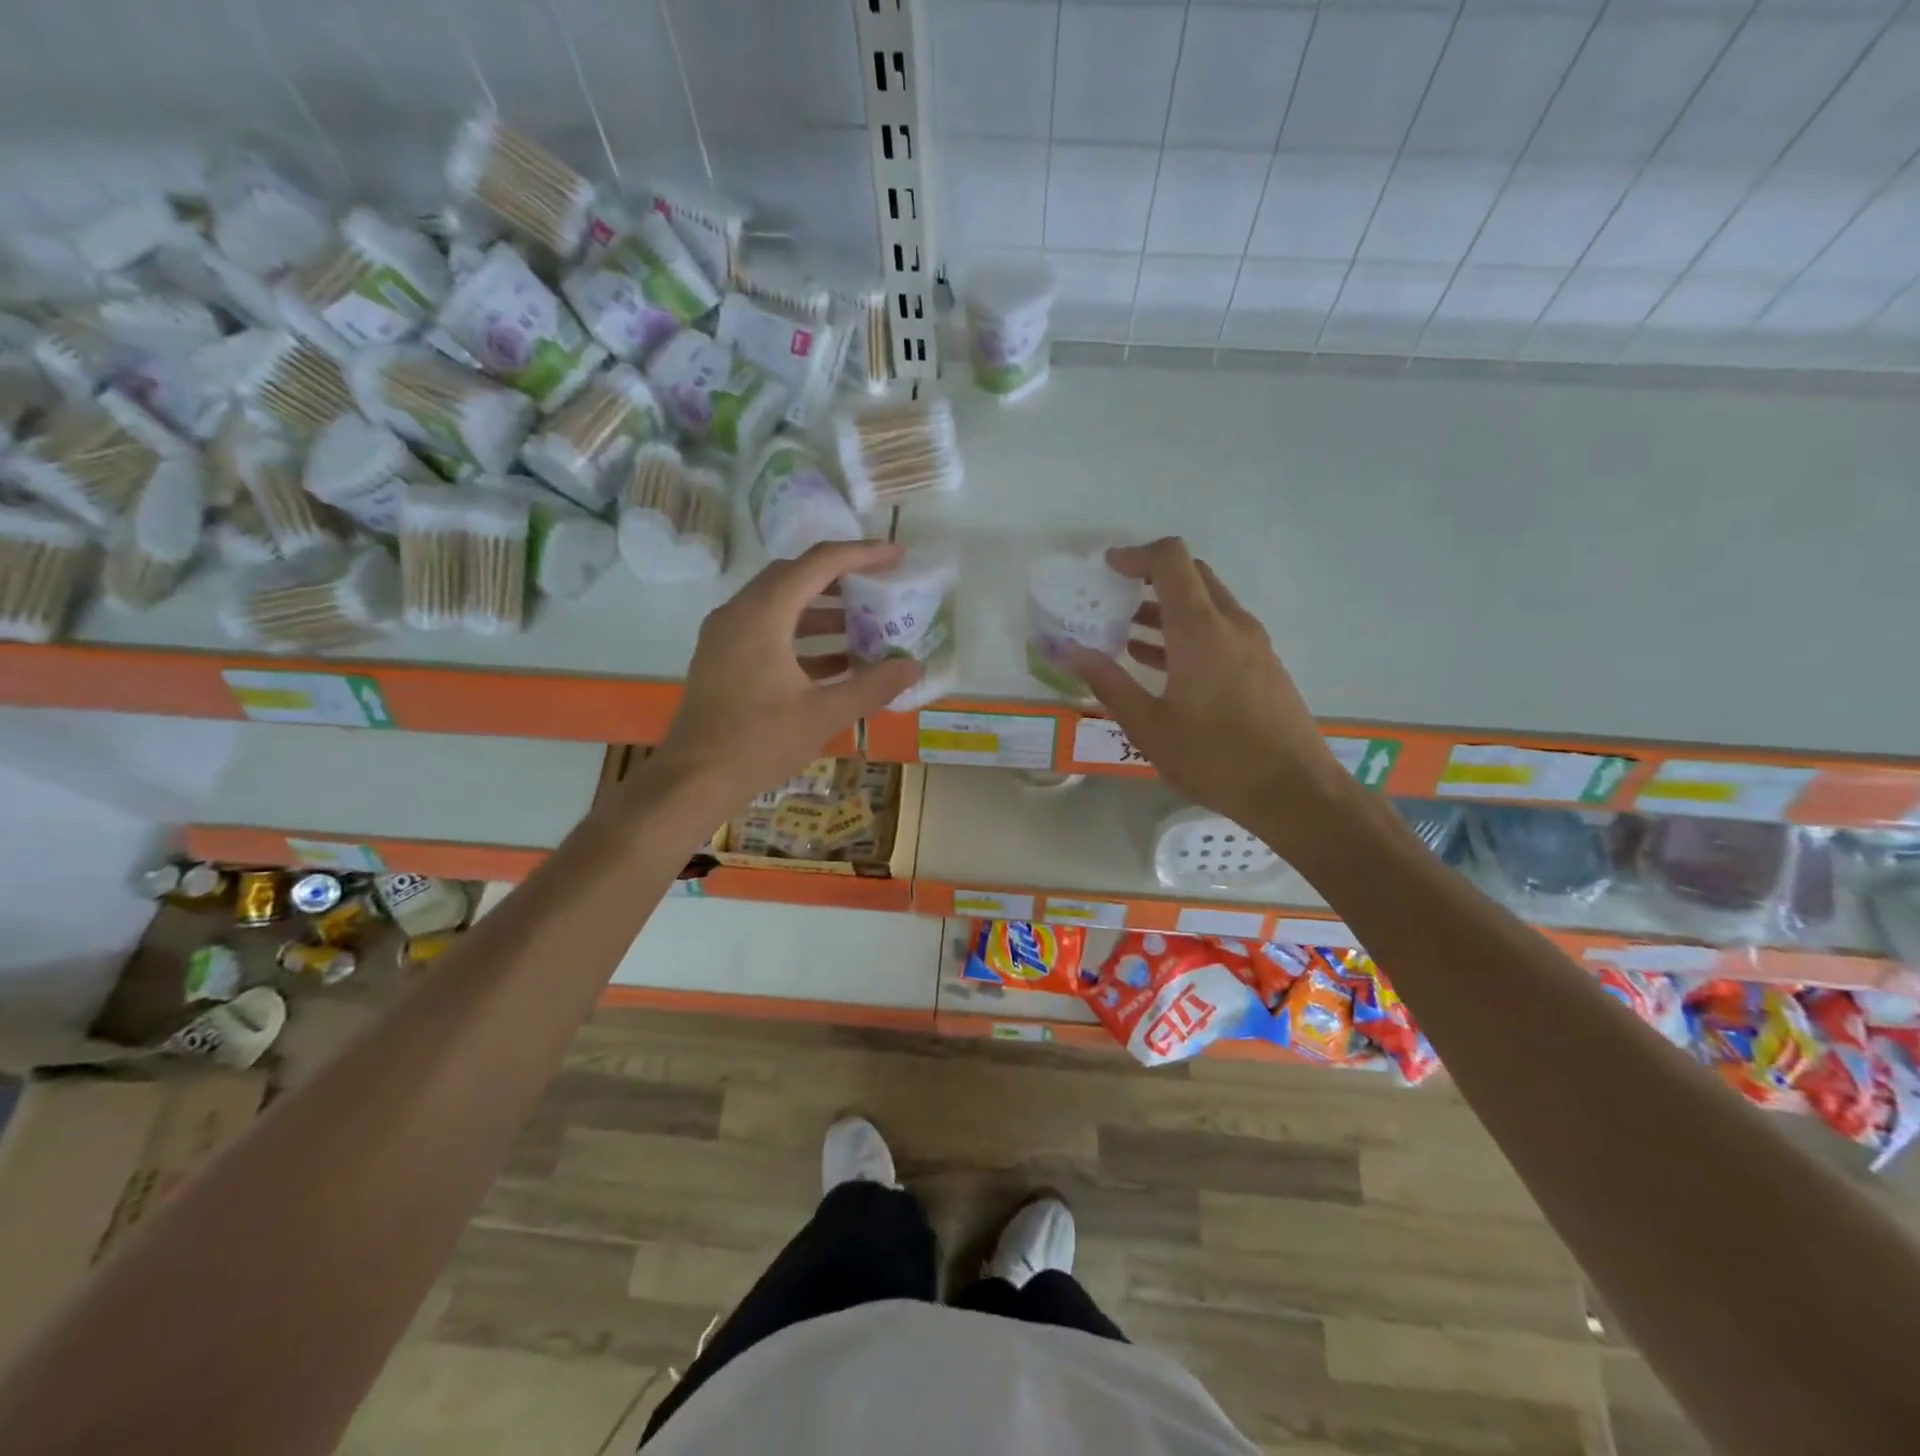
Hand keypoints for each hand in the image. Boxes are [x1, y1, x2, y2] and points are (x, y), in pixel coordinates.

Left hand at [651, 541, 921, 805]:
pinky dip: (802, 636)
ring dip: (823, 611)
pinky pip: (768, 630)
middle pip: (795, 576)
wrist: (694, 780)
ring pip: (780, 604)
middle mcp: (739, 612)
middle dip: (841, 579)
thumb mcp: (824, 714)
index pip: (818, 564)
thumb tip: (914, 666)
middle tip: (880, 587)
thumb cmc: (758, 742)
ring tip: (866, 625)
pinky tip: (836, 661)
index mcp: (763, 614)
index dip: (862, 554)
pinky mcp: (723, 659)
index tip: (897, 556)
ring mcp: (726, 635)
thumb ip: (873, 686)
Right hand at [1064, 538, 1354, 855]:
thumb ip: (1107, 682)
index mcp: (1200, 629)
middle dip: (1151, 578)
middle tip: (1114, 598)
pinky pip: (1220, 631)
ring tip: (1126, 634)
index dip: (1136, 555)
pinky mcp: (1262, 666)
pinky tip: (1161, 665)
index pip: (1171, 560)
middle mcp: (1231, 624)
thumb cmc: (1215, 758)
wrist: (1294, 792)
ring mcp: (1253, 644)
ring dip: (1168, 609)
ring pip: (1207, 605)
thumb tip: (1066, 650)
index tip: (1106, 569)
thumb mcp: (1148, 725)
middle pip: (1192, 576)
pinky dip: (1188, 633)